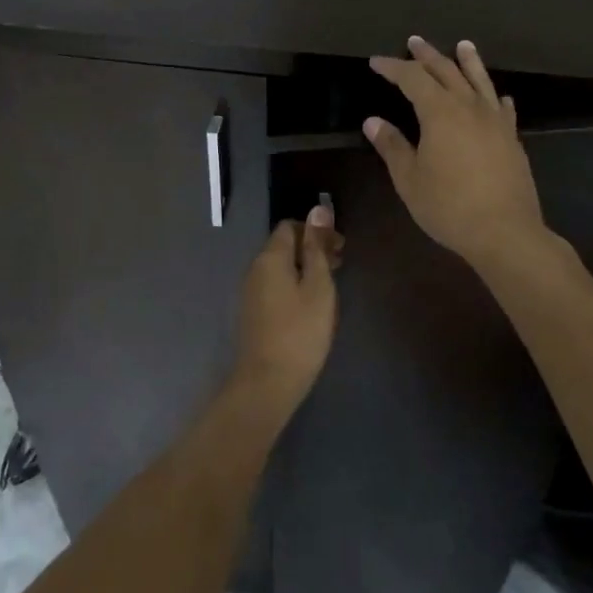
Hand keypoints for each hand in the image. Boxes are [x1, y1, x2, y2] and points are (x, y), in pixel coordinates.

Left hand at [231, 205, 341, 417]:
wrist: (267, 383)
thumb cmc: (300, 332)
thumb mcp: (318, 286)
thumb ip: (318, 247)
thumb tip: (318, 209)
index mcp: (270, 257)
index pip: (290, 226)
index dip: (316, 230)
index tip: (340, 247)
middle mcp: (255, 268)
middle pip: (284, 245)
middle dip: (312, 248)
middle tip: (340, 265)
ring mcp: (251, 291)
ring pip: (280, 267)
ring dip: (305, 268)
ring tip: (330, 286)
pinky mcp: (253, 312)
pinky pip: (275, 285)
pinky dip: (295, 284)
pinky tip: (311, 304)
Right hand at [366, 36, 546, 269]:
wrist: (505, 232)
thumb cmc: (448, 206)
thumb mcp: (410, 179)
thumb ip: (392, 146)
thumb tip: (373, 121)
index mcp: (440, 113)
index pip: (413, 79)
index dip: (393, 68)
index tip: (376, 62)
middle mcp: (469, 107)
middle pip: (447, 71)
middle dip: (427, 56)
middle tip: (414, 41)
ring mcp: (495, 121)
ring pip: (480, 81)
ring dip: (468, 61)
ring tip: (463, 45)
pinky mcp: (512, 139)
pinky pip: (503, 108)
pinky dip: (494, 97)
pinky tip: (497, 96)